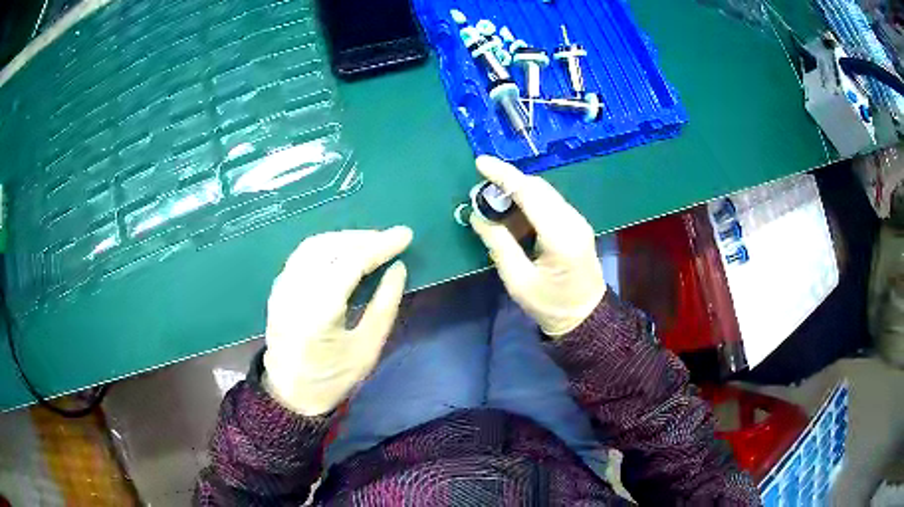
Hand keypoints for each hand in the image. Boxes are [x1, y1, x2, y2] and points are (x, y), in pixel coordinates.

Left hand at [263, 227, 412, 415]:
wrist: (290, 395)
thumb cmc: (333, 379)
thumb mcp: (367, 350)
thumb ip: (384, 306)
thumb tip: (398, 268)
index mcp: (319, 312)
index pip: (351, 262)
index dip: (380, 246)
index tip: (405, 235)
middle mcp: (295, 292)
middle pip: (330, 247)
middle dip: (363, 238)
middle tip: (389, 240)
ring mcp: (282, 289)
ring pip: (313, 246)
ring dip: (344, 239)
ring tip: (370, 243)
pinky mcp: (277, 289)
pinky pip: (302, 255)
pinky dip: (326, 247)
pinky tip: (342, 253)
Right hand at [470, 156, 605, 336]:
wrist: (586, 316)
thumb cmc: (551, 306)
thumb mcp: (518, 282)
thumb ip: (499, 245)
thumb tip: (477, 215)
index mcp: (561, 237)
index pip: (530, 194)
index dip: (504, 176)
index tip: (480, 163)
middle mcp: (573, 221)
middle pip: (539, 188)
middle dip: (508, 182)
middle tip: (480, 190)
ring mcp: (578, 221)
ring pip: (544, 192)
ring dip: (517, 191)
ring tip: (492, 202)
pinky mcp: (576, 224)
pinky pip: (549, 203)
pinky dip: (528, 202)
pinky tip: (512, 213)